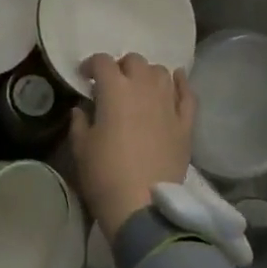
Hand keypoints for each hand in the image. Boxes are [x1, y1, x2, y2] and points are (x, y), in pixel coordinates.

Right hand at [70, 52, 195, 237]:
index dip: (91, 65)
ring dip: (148, 74)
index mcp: (115, 90)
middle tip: (113, 84)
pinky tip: (177, 80)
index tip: (85, 77)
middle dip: (121, 67)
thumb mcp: (81, 148)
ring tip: (141, 86)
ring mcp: (168, 104)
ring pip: (161, 72)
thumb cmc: (105, 175)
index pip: (102, 62)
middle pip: (134, 61)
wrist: (143, 206)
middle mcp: (144, 88)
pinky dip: (181, 84)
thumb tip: (81, 110)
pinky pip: (187, 94)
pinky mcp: (185, 124)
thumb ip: (79, 122)